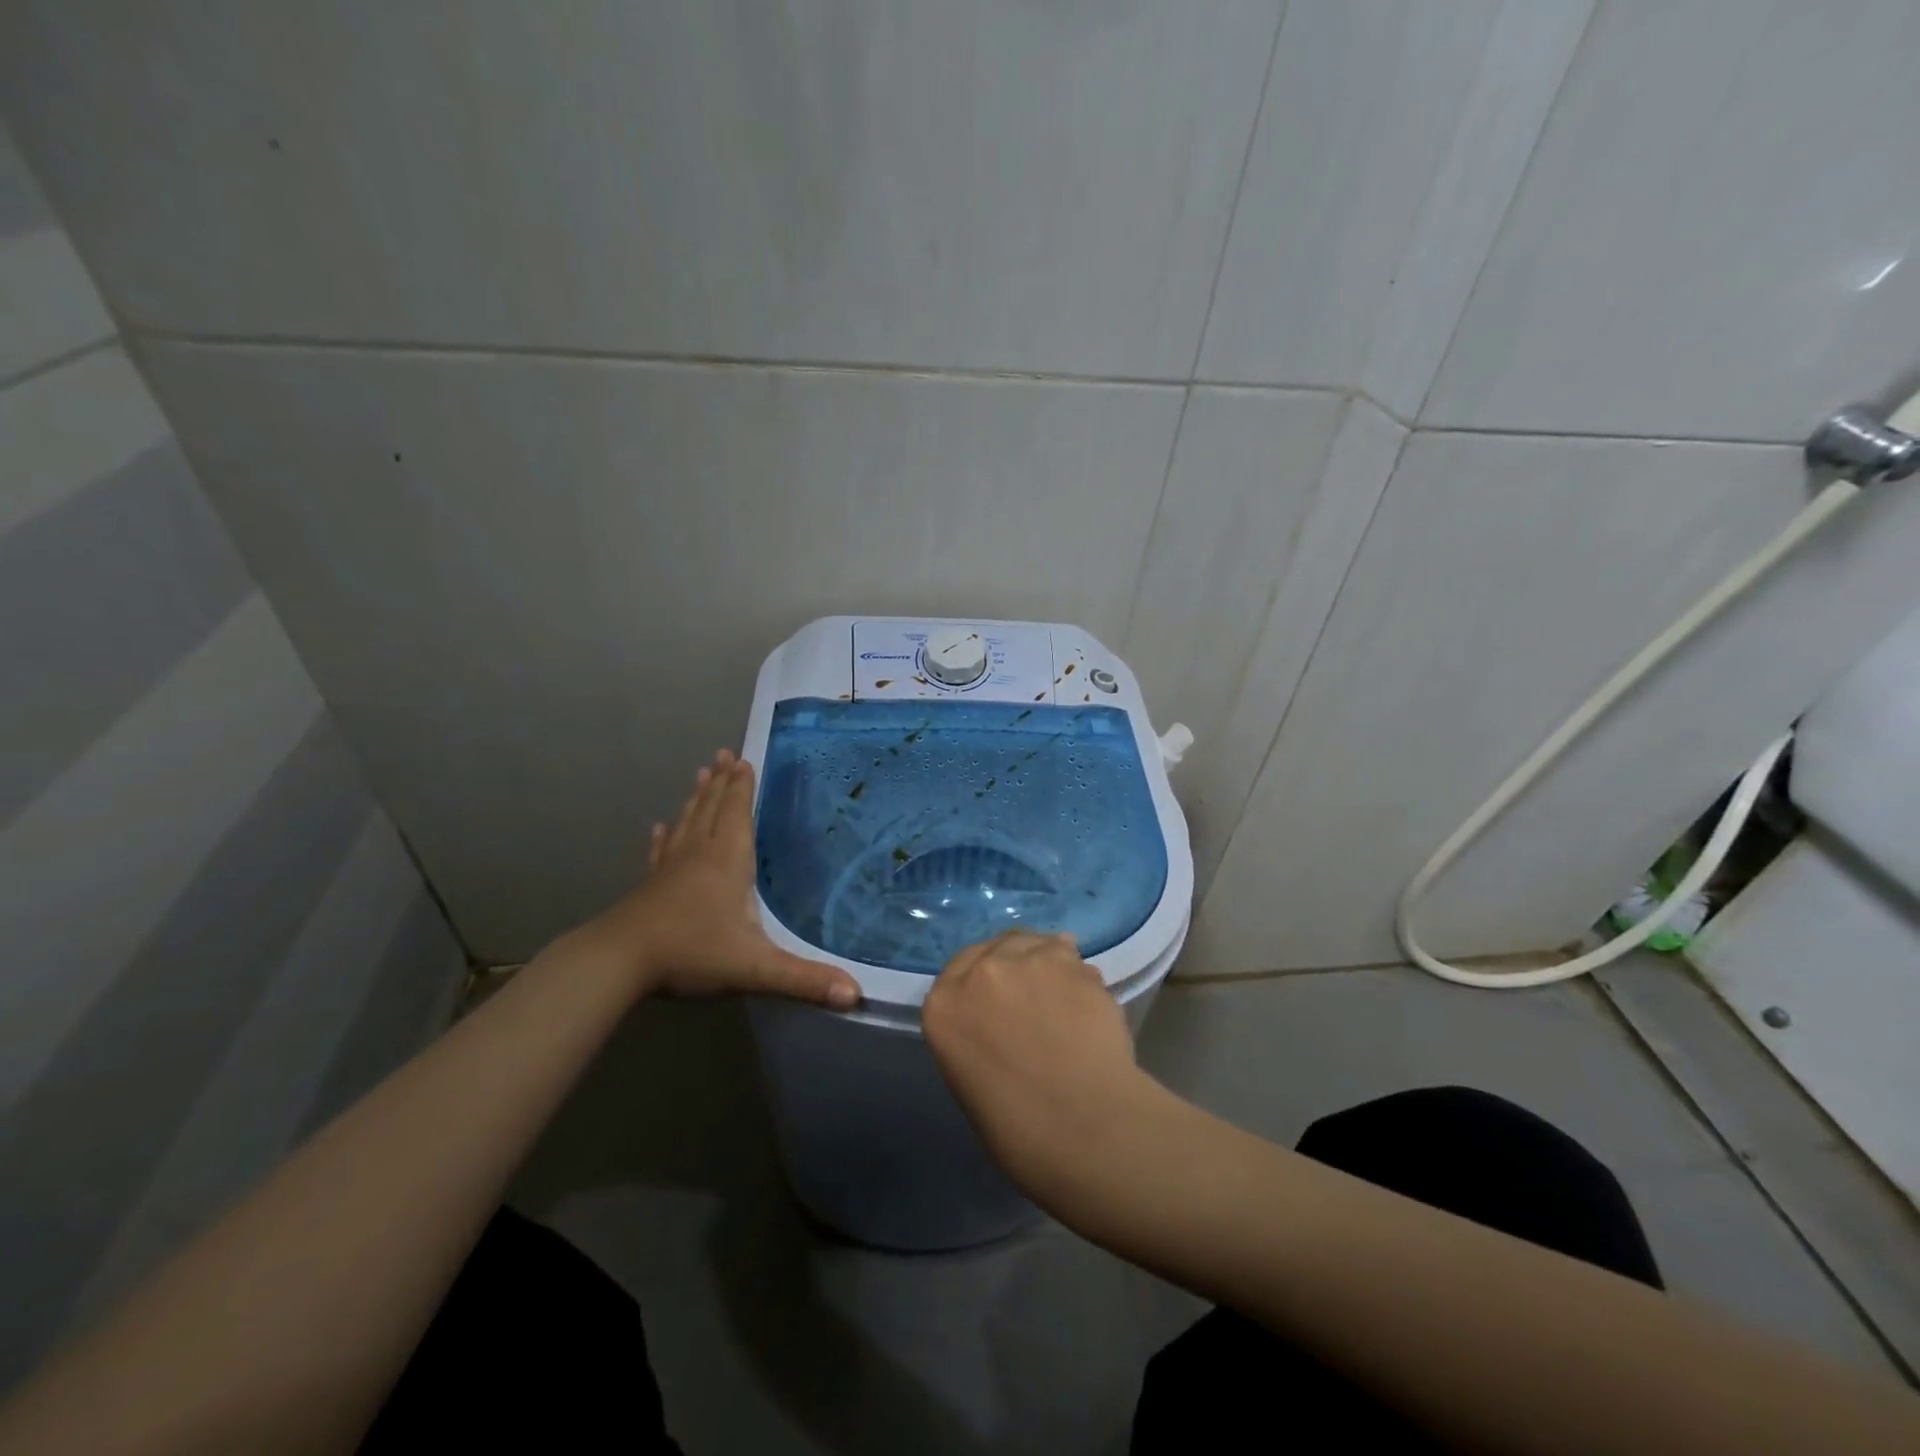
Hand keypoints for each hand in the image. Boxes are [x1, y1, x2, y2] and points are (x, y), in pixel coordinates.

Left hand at [558, 750, 860, 1008]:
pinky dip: (664, 837)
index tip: (744, 759)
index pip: (738, 814)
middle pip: (712, 809)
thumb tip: (856, 994)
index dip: (743, 787)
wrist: (618, 962)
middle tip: (725, 754)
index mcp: (727, 862)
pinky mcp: (649, 886)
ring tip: (701, 773)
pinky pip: (660, 852)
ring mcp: (670, 869)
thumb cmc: (691, 952)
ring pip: (687, 823)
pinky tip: (659, 828)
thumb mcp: (754, 967)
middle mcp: (699, 855)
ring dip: (697, 798)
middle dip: (722, 782)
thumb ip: (803, 979)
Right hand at [923, 930, 1158, 1203]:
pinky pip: (1071, 957)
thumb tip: (1002, 1019)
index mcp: (943, 1006)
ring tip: (1062, 995)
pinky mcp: (1072, 962)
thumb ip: (977, 1031)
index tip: (996, 998)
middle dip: (1011, 965)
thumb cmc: (1019, 1129)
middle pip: (995, 948)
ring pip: (1035, 943)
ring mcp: (1028, 961)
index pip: (956, 971)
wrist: (1083, 1129)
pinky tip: (1085, 1001)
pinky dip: (1077, 974)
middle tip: (1032, 996)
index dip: (980, 982)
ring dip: (1045, 962)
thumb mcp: (970, 1078)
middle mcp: (981, 971)